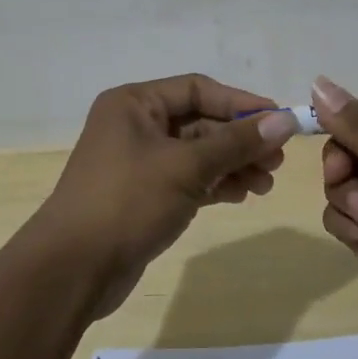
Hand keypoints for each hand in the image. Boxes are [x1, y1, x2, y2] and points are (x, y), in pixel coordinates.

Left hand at [33, 74, 299, 317]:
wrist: (72, 270)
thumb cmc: (128, 201)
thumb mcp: (187, 167)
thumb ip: (237, 143)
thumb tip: (285, 120)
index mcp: (134, 103)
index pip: (198, 89)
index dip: (240, 103)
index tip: (280, 119)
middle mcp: (135, 125)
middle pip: (200, 122)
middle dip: (240, 140)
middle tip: (277, 160)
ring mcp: (138, 162)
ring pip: (197, 153)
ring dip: (232, 165)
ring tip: (266, 184)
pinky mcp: (143, 195)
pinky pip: (188, 178)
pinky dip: (215, 184)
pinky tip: (243, 195)